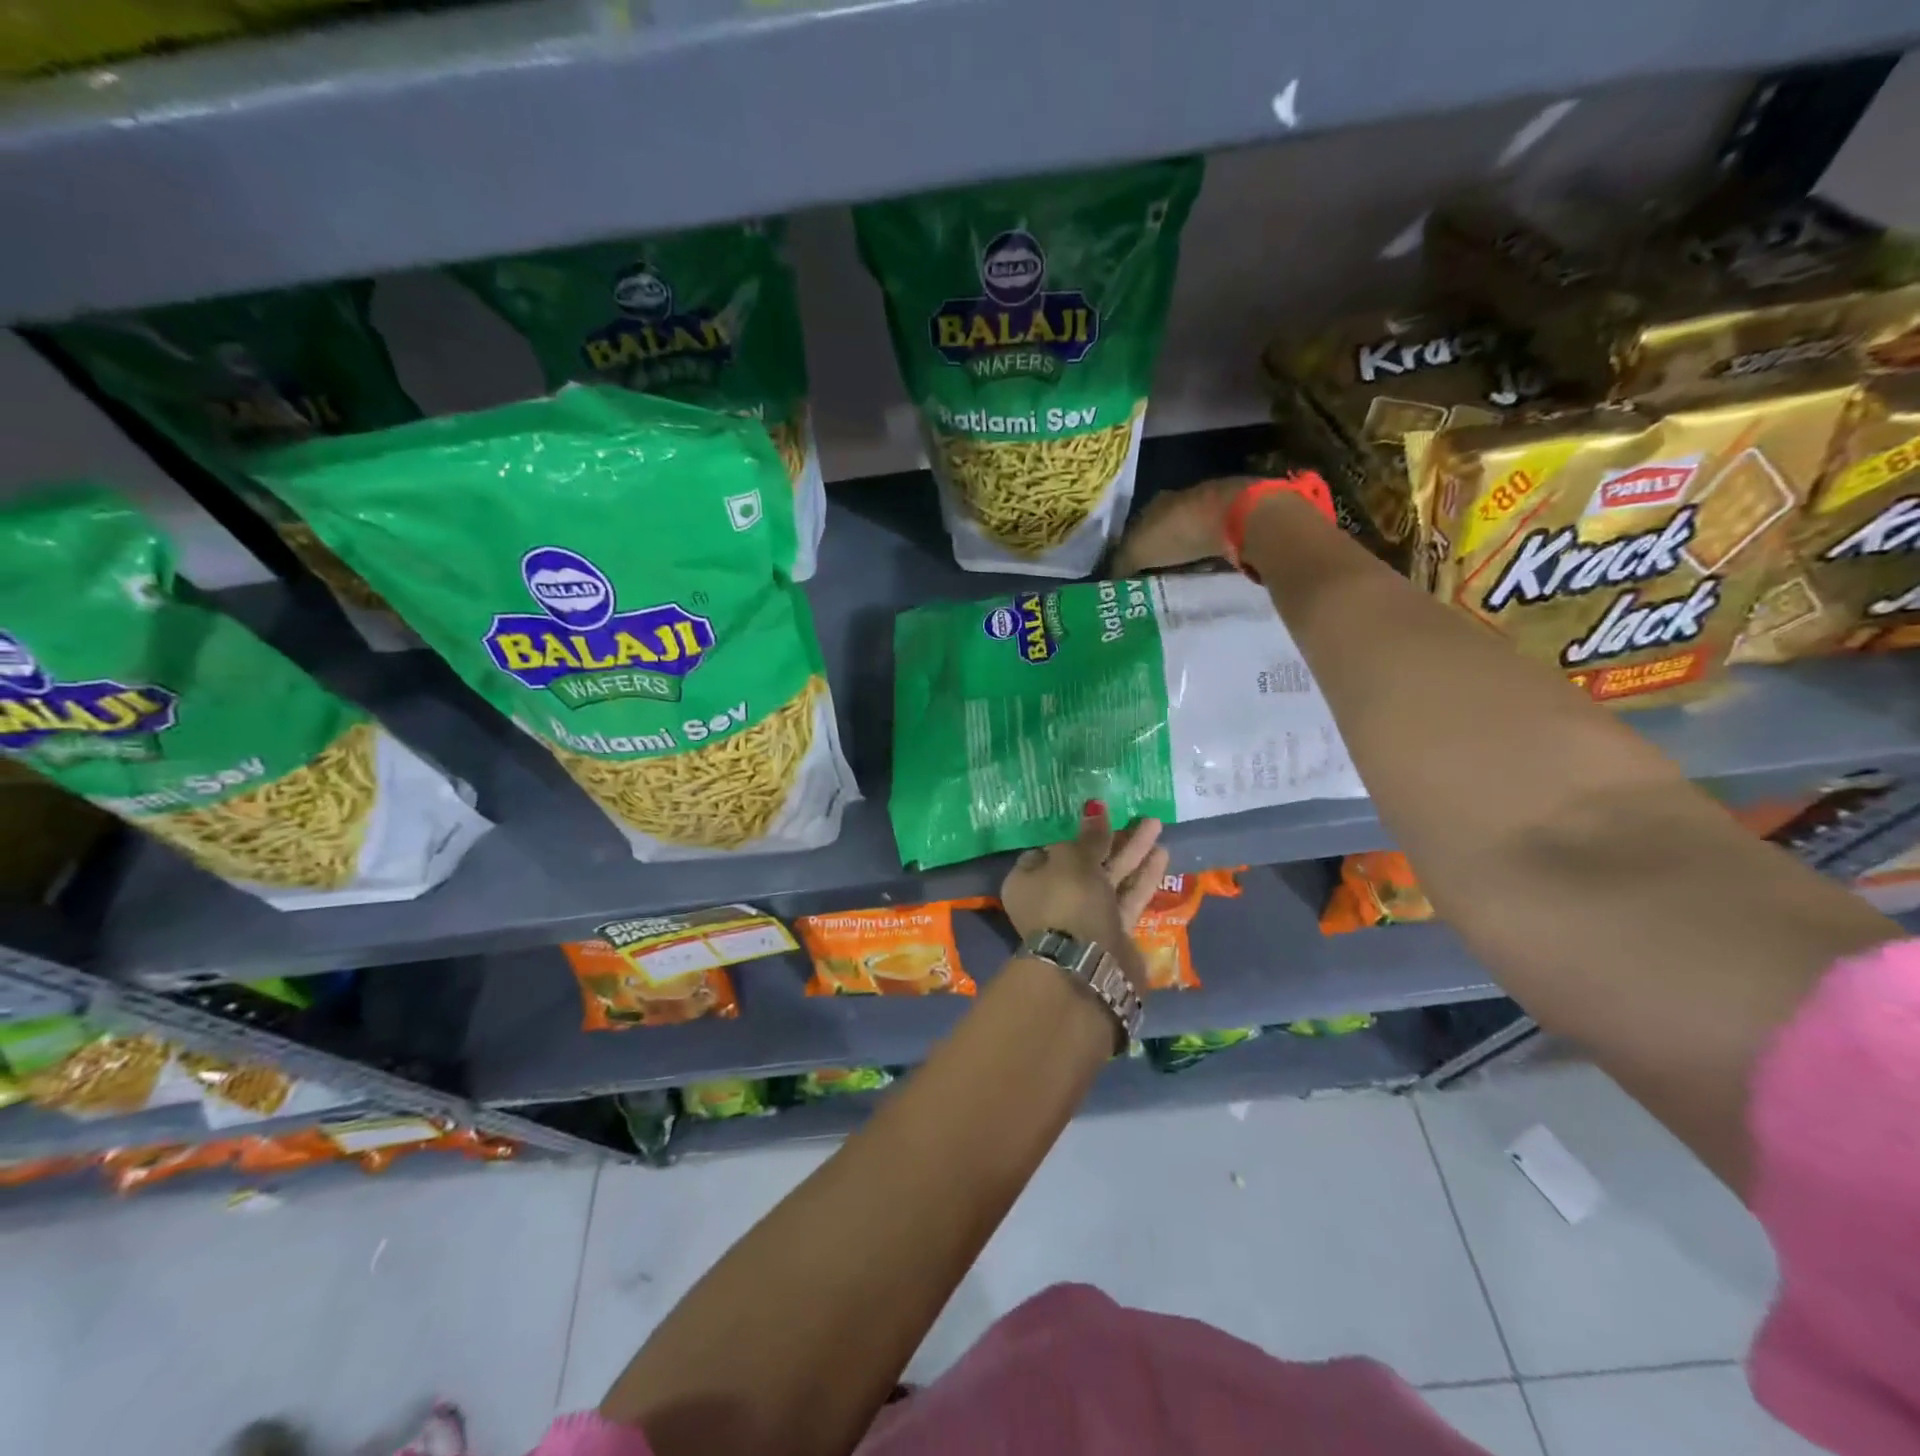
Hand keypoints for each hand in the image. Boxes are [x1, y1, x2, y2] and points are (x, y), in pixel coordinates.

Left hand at [1001, 802, 1168, 993]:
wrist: (1087, 967)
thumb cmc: (1067, 901)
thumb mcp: (1074, 860)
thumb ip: (1089, 836)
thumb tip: (1094, 808)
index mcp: (1027, 882)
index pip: (1047, 852)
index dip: (1070, 835)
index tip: (1094, 819)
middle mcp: (1051, 900)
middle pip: (1084, 863)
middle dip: (1110, 840)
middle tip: (1135, 815)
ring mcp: (1082, 918)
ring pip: (1109, 879)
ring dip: (1132, 853)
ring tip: (1155, 824)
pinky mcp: (1110, 933)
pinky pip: (1126, 898)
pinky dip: (1142, 878)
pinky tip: (1162, 855)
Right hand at [1111, 476, 1253, 576]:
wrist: (1235, 519)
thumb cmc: (1178, 533)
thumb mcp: (1138, 552)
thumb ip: (1120, 564)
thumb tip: (1109, 579)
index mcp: (1152, 504)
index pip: (1134, 528)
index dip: (1129, 551)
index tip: (1127, 575)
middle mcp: (1178, 501)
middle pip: (1161, 531)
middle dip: (1156, 553)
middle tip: (1150, 581)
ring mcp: (1208, 509)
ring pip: (1187, 537)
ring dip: (1182, 555)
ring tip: (1176, 580)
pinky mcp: (1233, 520)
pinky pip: (1210, 543)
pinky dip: (1205, 557)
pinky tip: (1203, 571)